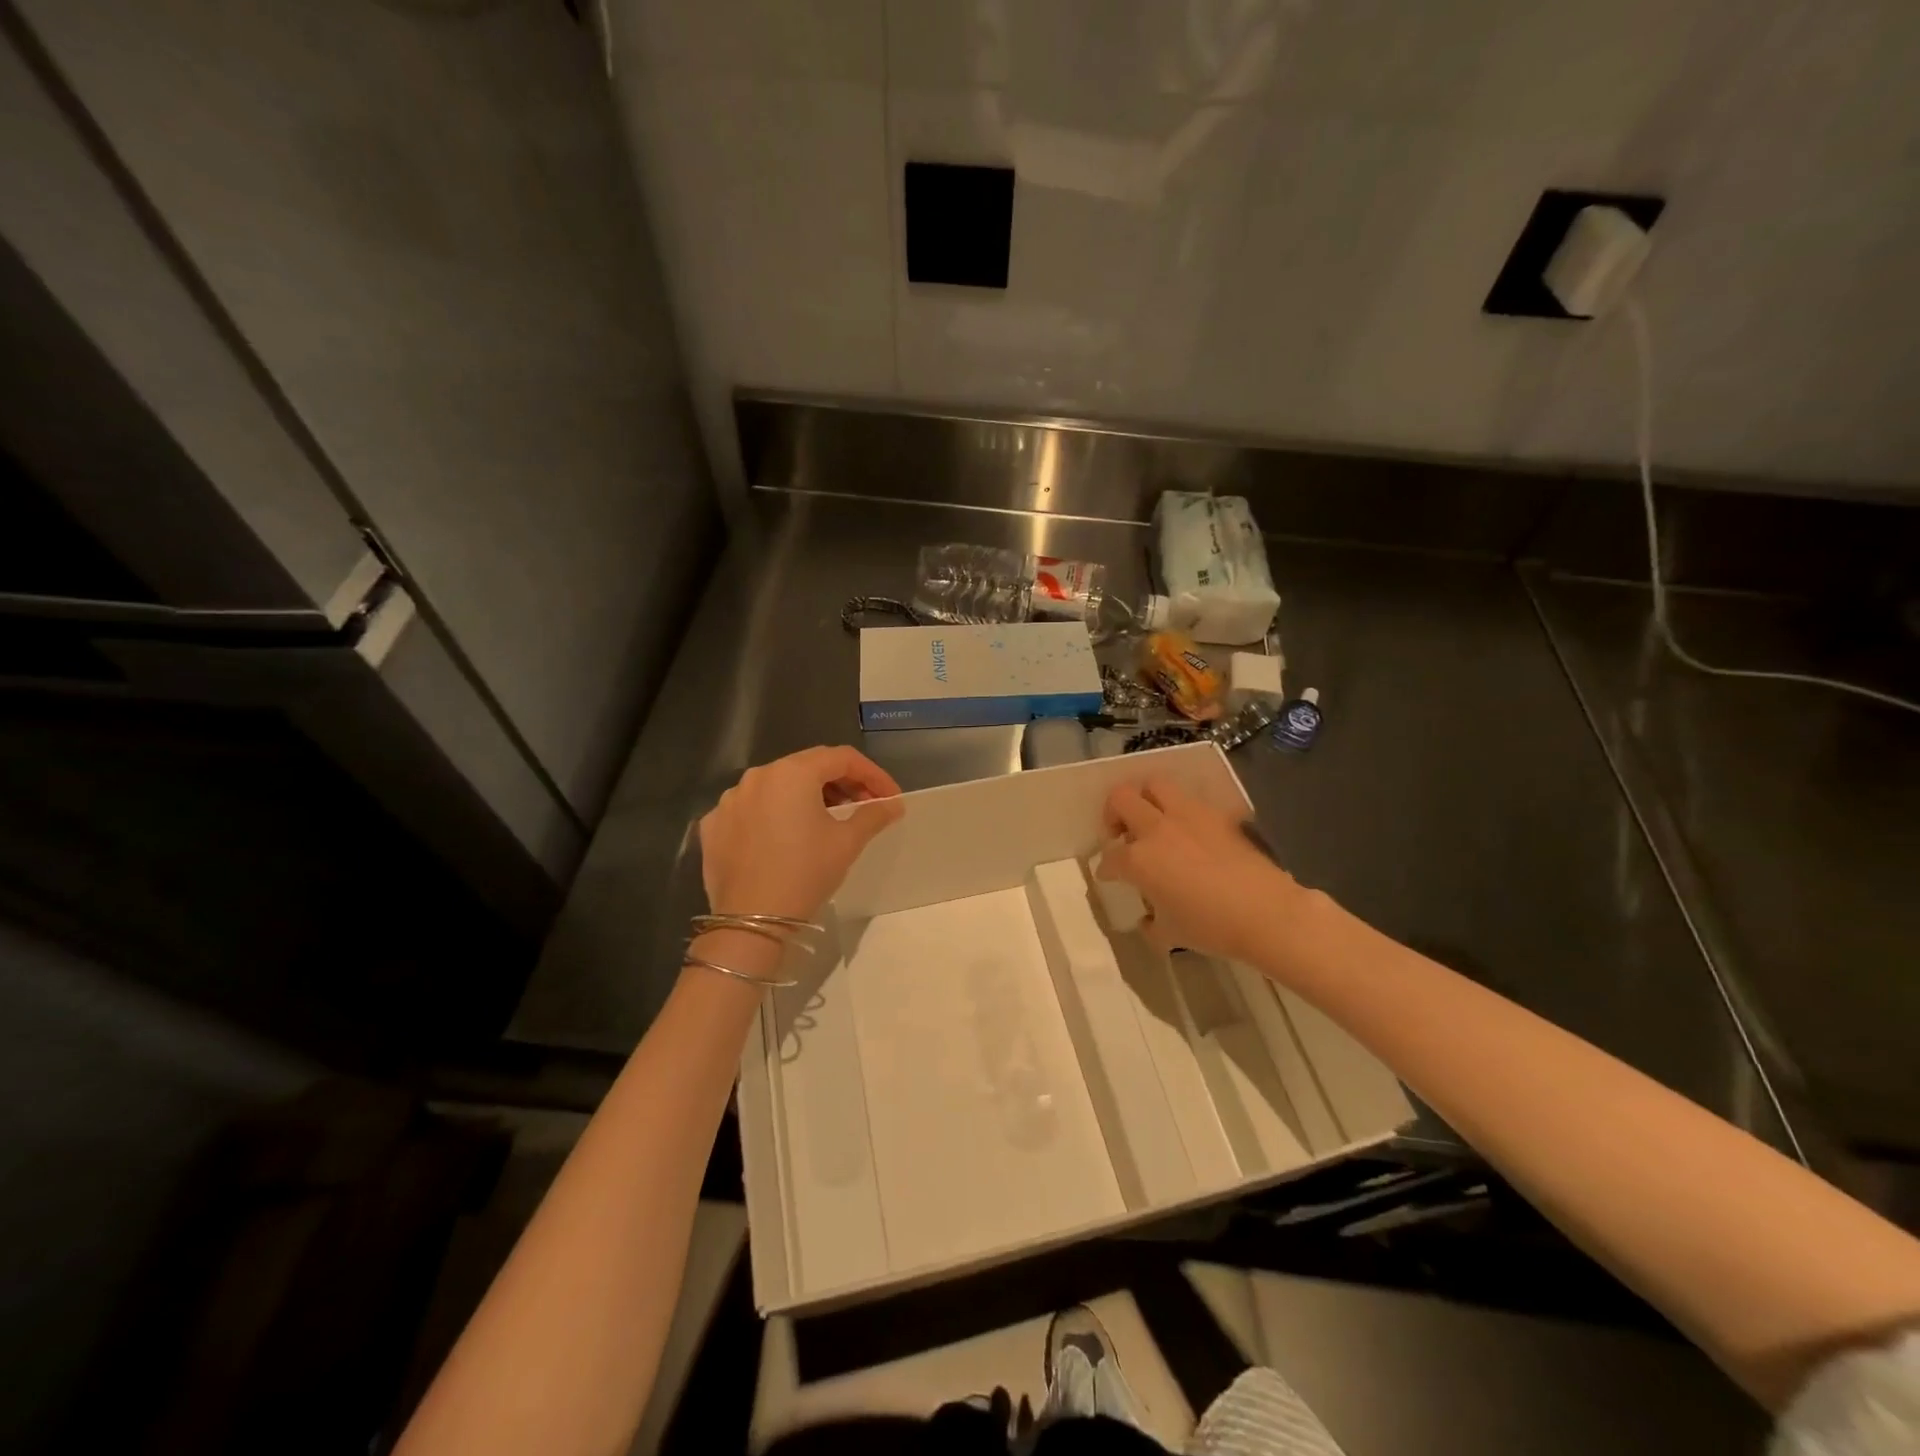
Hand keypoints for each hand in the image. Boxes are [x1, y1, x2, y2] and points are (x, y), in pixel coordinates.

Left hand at [699, 746, 903, 920]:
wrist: (751, 921)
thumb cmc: (806, 872)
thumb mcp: (847, 842)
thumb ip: (873, 814)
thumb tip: (894, 804)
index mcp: (792, 772)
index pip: (842, 758)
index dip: (872, 774)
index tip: (889, 797)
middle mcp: (758, 776)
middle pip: (808, 767)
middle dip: (841, 783)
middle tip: (863, 806)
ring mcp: (730, 800)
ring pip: (777, 787)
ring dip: (806, 797)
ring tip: (825, 821)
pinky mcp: (713, 825)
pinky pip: (751, 809)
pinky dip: (773, 815)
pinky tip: (785, 837)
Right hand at [1096, 777, 1301, 960]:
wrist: (1266, 913)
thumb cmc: (1212, 927)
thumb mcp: (1171, 934)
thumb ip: (1151, 924)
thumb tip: (1148, 920)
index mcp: (1139, 859)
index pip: (1110, 856)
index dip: (1106, 867)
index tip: (1109, 875)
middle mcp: (1157, 829)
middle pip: (1121, 799)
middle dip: (1113, 813)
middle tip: (1120, 832)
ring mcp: (1189, 816)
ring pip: (1154, 784)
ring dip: (1145, 798)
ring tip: (1152, 820)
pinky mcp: (1217, 814)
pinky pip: (1190, 800)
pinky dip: (1180, 809)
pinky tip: (1189, 831)